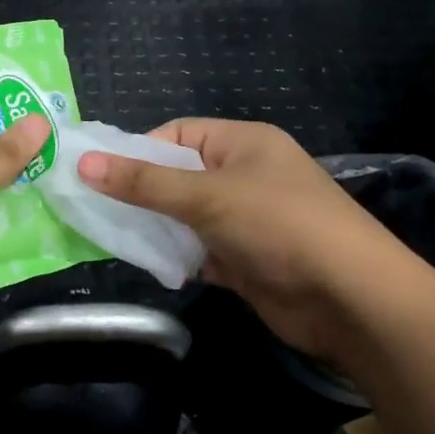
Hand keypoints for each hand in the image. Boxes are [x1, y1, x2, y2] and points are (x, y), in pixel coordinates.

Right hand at [76, 118, 419, 360]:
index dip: (138, 150)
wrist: (351, 300)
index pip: (178, 133)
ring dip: (156, 228)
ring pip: (186, 217)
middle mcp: (245, 176)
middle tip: (95, 208)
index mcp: (243, 143)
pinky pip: (199, 250)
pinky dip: (177, 257)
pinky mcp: (246, 259)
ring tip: (113, 237)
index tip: (100, 174)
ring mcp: (247, 220)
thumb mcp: (206, 196)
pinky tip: (151, 265)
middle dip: (141, 193)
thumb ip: (143, 182)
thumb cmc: (278, 225)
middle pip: (178, 176)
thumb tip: (83, 162)